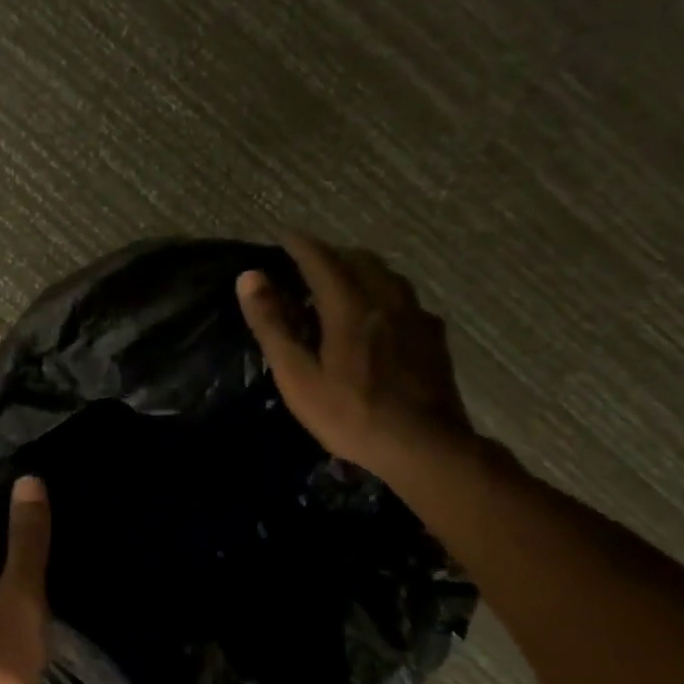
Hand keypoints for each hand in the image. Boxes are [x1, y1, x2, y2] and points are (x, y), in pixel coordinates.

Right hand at [236, 234, 473, 476]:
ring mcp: (416, 317)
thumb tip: (250, 278)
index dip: (299, 245)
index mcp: (350, 306)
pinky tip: (379, 315)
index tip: (281, 236)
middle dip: (331, 254)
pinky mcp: (433, 337)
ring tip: (341, 283)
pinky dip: (383, 293)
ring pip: (387, 276)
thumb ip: (273, 324)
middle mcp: (386, 300)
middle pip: (359, 260)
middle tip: (307, 263)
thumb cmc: (351, 414)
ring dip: (360, 270)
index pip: (321, 260)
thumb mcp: (298, 376)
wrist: (424, 447)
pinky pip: (405, 299)